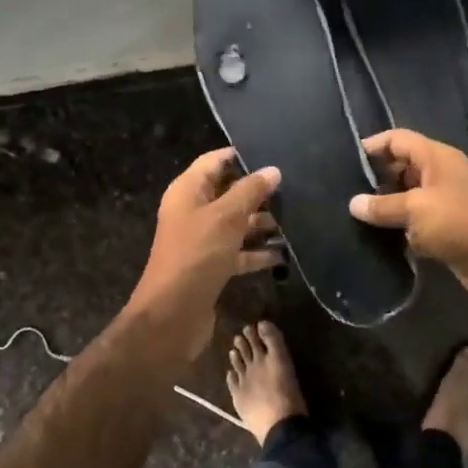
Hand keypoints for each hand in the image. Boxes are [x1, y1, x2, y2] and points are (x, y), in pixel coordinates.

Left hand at [128, 148, 281, 351]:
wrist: (172, 314)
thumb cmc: (197, 255)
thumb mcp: (226, 217)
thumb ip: (250, 191)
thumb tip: (272, 170)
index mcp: (188, 191)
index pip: (214, 161)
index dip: (240, 155)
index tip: (273, 153)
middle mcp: (193, 212)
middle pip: (228, 192)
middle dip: (258, 192)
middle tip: (294, 188)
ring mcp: (202, 240)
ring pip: (236, 223)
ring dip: (261, 223)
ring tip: (295, 220)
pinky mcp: (212, 266)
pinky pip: (238, 251)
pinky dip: (257, 252)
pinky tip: (283, 254)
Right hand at [349, 129, 467, 312]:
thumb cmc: (460, 223)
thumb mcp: (416, 209)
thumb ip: (383, 206)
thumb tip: (353, 203)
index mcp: (436, 158)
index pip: (398, 139)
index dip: (374, 145)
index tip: (346, 160)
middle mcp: (439, 175)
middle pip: (402, 167)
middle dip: (376, 177)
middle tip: (344, 191)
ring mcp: (444, 203)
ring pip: (407, 197)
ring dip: (386, 206)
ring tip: (352, 215)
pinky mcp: (445, 229)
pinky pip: (415, 222)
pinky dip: (399, 228)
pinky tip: (376, 237)